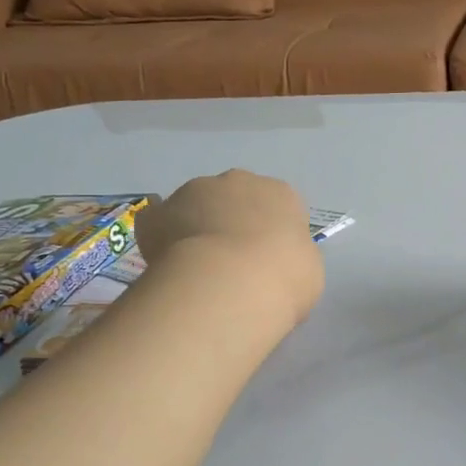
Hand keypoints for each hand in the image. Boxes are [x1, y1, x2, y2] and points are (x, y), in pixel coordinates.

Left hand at [137, 170, 324, 325]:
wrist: (230, 284)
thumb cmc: (283, 278)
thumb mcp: (308, 271)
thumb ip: (291, 257)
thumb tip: (276, 262)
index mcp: (281, 194)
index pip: (277, 206)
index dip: (269, 234)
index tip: (266, 260)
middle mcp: (239, 181)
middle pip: (234, 198)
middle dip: (230, 222)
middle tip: (231, 262)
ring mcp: (195, 191)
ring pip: (195, 206)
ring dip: (196, 227)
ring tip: (196, 269)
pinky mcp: (159, 212)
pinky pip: (158, 222)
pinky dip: (160, 238)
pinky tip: (165, 264)